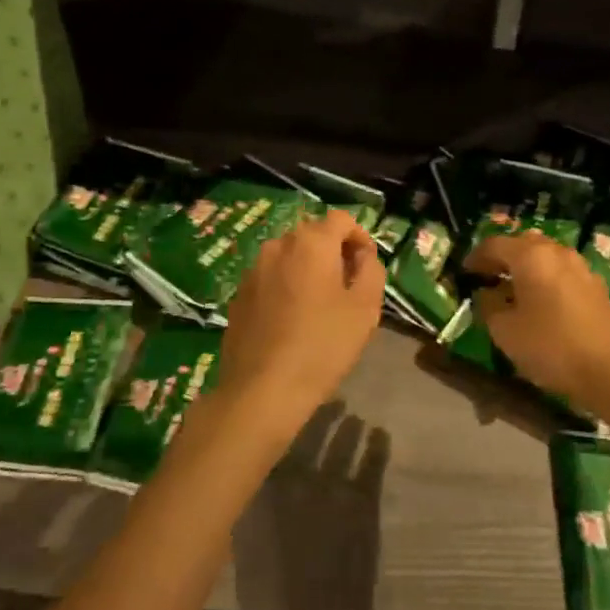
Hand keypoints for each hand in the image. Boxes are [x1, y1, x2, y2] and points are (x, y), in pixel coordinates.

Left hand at [217, 210, 386, 435]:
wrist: (263, 390)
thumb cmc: (323, 346)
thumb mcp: (365, 308)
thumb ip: (371, 270)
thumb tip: (363, 256)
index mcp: (311, 243)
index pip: (341, 219)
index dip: (360, 237)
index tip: (367, 265)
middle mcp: (277, 246)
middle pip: (312, 235)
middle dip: (333, 252)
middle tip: (348, 286)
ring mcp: (253, 270)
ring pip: (289, 257)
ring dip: (308, 270)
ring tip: (320, 304)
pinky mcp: (239, 295)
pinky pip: (270, 279)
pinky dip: (286, 287)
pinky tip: (292, 320)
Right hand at [465, 231, 609, 408]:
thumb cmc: (550, 347)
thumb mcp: (505, 331)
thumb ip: (488, 305)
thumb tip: (486, 293)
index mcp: (531, 256)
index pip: (494, 245)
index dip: (475, 257)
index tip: (464, 273)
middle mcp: (557, 252)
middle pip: (523, 244)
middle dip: (503, 257)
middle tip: (488, 277)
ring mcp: (581, 267)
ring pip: (546, 256)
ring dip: (526, 267)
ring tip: (514, 289)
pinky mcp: (596, 286)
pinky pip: (562, 271)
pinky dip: (546, 278)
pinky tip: (541, 301)